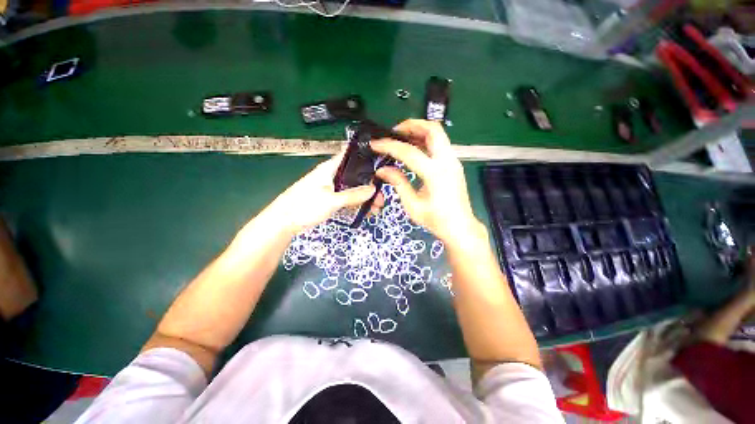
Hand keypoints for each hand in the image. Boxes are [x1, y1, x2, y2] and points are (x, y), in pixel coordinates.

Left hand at [267, 153, 380, 234]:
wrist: (284, 222)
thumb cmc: (304, 206)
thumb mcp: (331, 200)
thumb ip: (353, 195)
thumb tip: (373, 189)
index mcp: (330, 168)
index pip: (351, 156)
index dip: (367, 158)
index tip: (382, 168)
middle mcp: (332, 175)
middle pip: (355, 176)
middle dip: (370, 186)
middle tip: (380, 199)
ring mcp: (331, 187)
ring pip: (352, 189)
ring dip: (365, 197)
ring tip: (376, 209)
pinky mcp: (329, 198)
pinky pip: (347, 198)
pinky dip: (356, 204)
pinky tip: (365, 211)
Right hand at [372, 119, 482, 244]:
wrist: (460, 227)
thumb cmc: (436, 220)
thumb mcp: (412, 205)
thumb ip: (398, 183)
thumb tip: (382, 170)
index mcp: (435, 174)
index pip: (409, 152)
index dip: (389, 146)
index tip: (375, 144)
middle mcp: (447, 161)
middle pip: (432, 129)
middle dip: (411, 125)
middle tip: (394, 131)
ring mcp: (453, 161)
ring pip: (438, 134)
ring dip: (419, 130)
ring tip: (401, 137)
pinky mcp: (454, 164)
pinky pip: (440, 144)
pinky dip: (426, 140)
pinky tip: (413, 148)